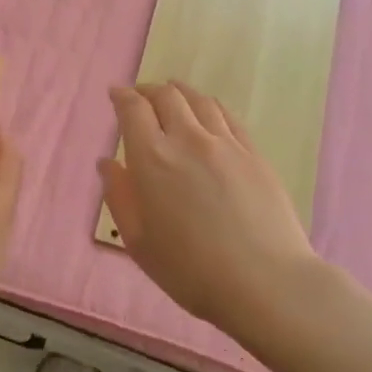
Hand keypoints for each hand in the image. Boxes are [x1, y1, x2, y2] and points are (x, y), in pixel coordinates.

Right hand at [100, 81, 332, 344]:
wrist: (265, 282)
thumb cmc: (190, 270)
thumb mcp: (139, 241)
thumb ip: (119, 196)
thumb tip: (107, 163)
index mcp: (152, 158)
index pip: (133, 109)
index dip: (122, 96)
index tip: (115, 94)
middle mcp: (187, 138)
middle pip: (166, 96)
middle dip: (148, 90)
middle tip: (140, 96)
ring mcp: (225, 143)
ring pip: (199, 100)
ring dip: (179, 92)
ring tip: (172, 94)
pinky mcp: (253, 153)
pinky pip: (227, 115)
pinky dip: (209, 105)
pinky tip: (208, 111)